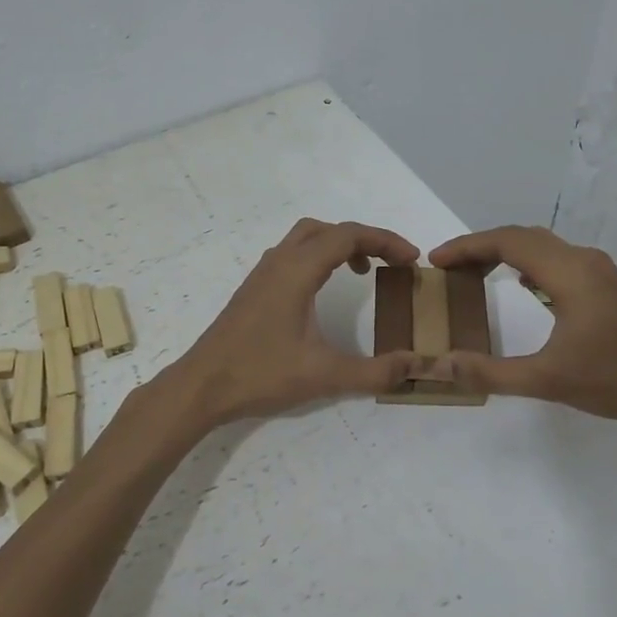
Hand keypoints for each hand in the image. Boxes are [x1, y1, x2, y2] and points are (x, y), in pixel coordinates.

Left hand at [167, 219, 425, 428]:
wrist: (201, 386)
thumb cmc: (260, 374)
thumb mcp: (324, 375)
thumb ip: (373, 371)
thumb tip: (415, 365)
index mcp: (297, 270)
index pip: (348, 236)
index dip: (385, 241)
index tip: (411, 259)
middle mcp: (279, 262)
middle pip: (328, 229)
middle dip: (365, 239)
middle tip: (391, 262)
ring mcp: (263, 274)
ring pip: (306, 238)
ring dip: (338, 245)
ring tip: (362, 272)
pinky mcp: (254, 289)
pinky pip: (293, 254)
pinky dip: (318, 257)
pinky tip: (323, 289)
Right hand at [429, 225, 616, 429]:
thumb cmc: (615, 380)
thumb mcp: (547, 381)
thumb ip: (491, 372)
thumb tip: (441, 364)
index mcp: (569, 273)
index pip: (507, 242)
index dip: (467, 247)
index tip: (436, 260)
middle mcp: (583, 260)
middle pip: (522, 237)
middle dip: (481, 246)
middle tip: (448, 267)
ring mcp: (598, 270)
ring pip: (541, 245)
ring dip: (504, 252)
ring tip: (473, 272)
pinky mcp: (605, 283)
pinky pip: (556, 258)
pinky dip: (526, 261)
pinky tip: (518, 282)